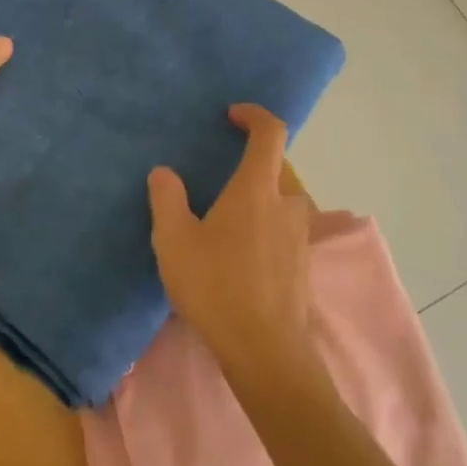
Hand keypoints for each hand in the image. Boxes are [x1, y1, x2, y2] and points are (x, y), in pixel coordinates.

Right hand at [148, 105, 318, 384]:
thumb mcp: (174, 241)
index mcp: (258, 189)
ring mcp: (300, 235)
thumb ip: (167, 200)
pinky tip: (240, 252)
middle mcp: (287, 203)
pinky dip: (265, 224)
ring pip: (281, 199)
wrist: (265, 350)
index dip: (254, 115)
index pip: (270, 133)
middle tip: (218, 177)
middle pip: (276, 166)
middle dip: (250, 162)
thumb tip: (164, 172)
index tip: (232, 115)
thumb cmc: (216, 286)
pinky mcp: (302, 263)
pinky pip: (284, 227)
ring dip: (258, 196)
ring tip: (226, 218)